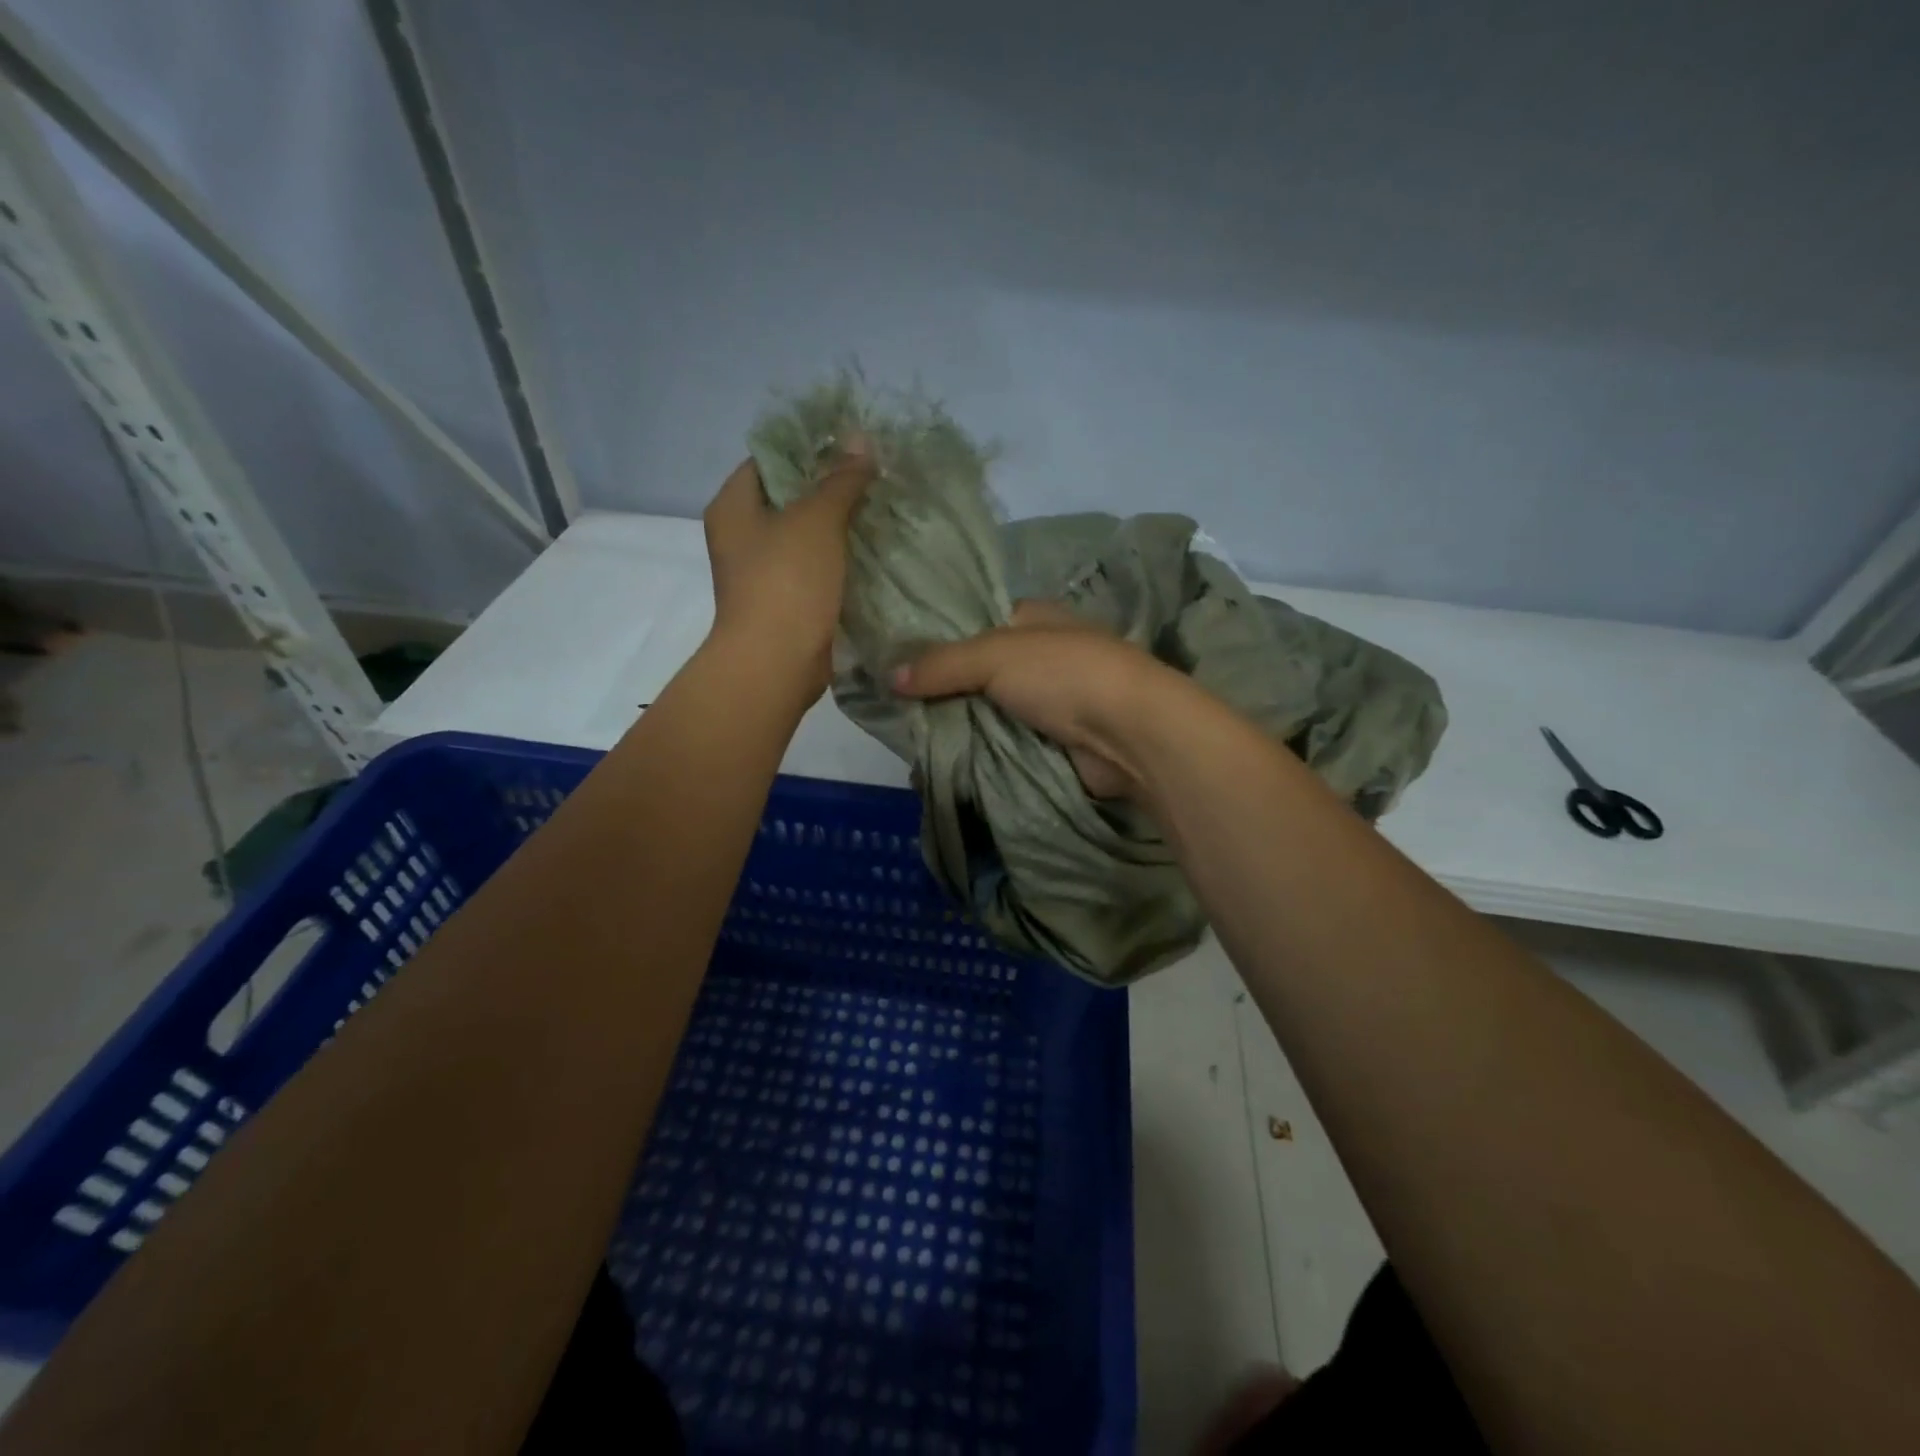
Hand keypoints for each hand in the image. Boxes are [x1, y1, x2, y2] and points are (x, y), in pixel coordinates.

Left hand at [702, 448, 874, 694]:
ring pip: (805, 536)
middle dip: (830, 487)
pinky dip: (840, 560)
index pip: (769, 459)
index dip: (808, 447)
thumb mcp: (817, 519)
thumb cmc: (787, 581)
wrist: (777, 662)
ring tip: (882, 507)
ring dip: (839, 526)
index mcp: (733, 506)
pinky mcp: (786, 602)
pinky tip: (874, 551)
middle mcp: (742, 536)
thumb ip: (840, 479)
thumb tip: (860, 440)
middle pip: (789, 498)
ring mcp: (763, 572)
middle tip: (874, 475)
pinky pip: (815, 569)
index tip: (851, 444)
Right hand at [892, 600, 1176, 798]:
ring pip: (991, 711)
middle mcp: (1043, 656)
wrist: (1129, 732)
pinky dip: (982, 753)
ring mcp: (1051, 701)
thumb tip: (889, 677)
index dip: (940, 640)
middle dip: (946, 691)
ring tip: (915, 740)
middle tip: (900, 710)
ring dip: (962, 726)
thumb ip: (942, 664)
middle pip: (980, 673)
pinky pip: (1007, 744)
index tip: (900, 663)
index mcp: (1034, 619)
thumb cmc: (1064, 674)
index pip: (977, 624)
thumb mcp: (995, 655)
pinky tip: (947, 763)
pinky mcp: (1056, 741)